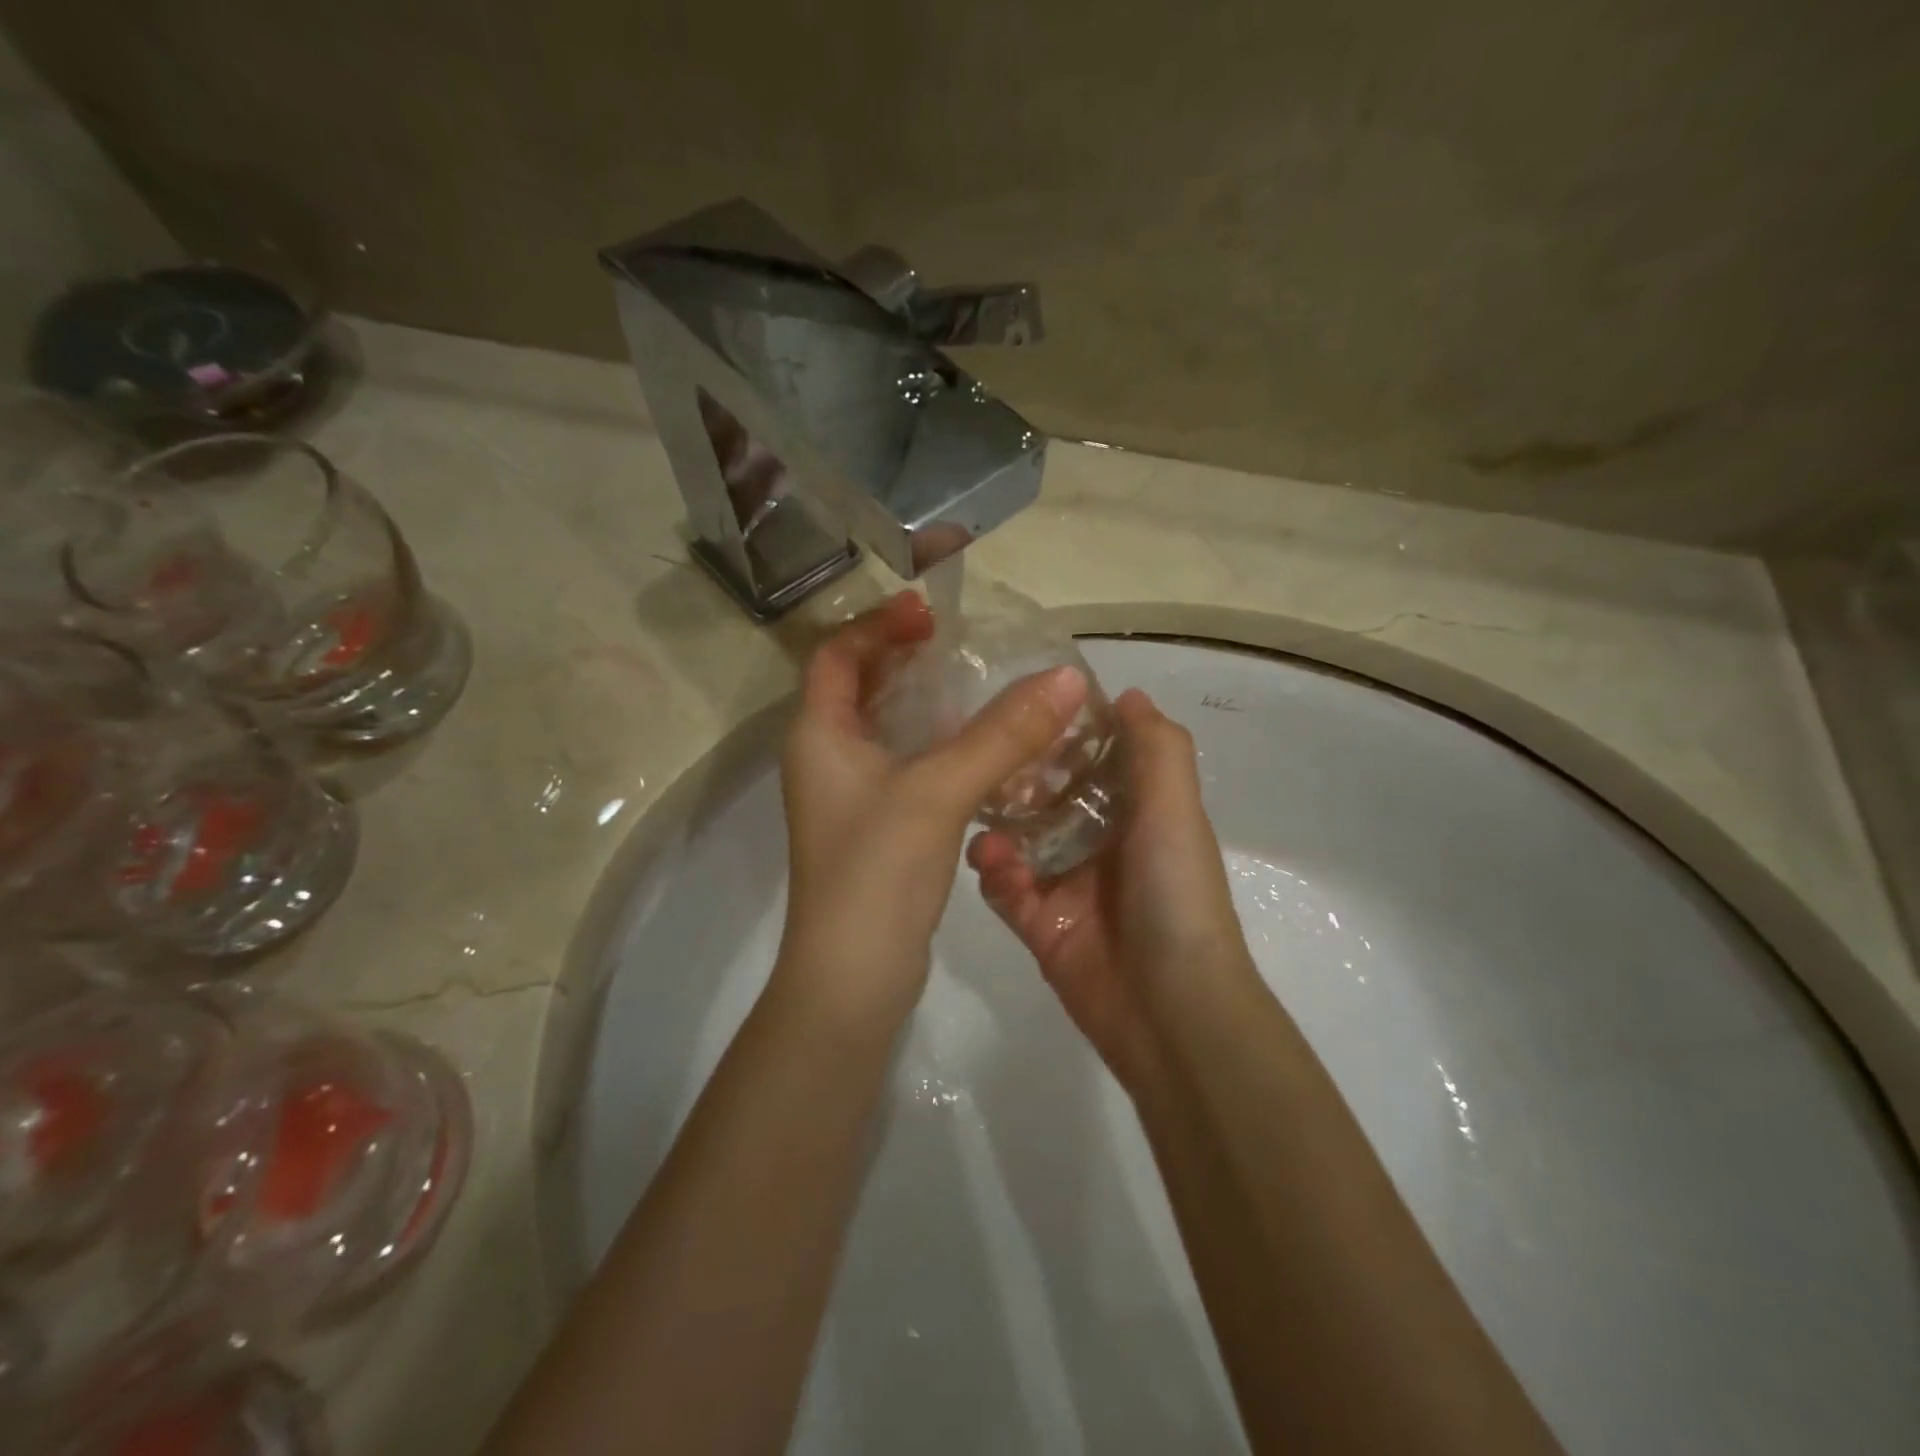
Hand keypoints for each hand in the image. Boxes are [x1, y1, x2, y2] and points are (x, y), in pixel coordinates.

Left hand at [776, 591, 1089, 1034]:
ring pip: (887, 730)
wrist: (853, 978)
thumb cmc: (877, 871)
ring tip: (980, 685)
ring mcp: (851, 796)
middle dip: (904, 659)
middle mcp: (826, 758)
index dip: (878, 625)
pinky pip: (907, 767)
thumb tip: (1066, 678)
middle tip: (959, 643)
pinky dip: (938, 747)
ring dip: (926, 704)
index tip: (930, 613)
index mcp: (818, 735)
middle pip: (860, 687)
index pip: (836, 654)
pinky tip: (985, 749)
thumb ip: (1003, 734)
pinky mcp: (879, 827)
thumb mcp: (939, 791)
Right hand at [967, 688, 1256, 1091]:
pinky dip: (994, 872)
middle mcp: (1102, 843)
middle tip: (984, 756)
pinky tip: (991, 862)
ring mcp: (1068, 885)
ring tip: (979, 810)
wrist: (1171, 1006)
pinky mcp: (1039, 923)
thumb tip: (1127, 695)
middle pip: (1049, 795)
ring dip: (998, 822)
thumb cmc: (1175, 892)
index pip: (1095, 759)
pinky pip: (1004, 887)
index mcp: (1138, 813)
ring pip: (1019, 838)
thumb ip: (1157, 748)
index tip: (1025, 707)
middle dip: (1018, 775)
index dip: (1063, 733)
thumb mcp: (1176, 809)